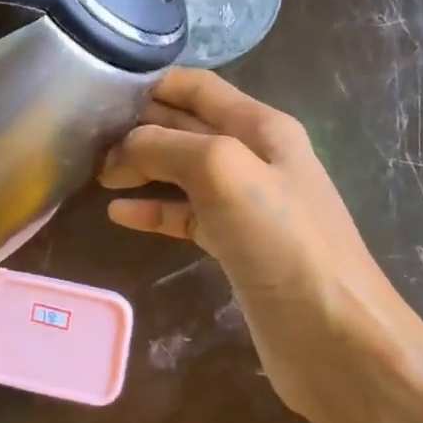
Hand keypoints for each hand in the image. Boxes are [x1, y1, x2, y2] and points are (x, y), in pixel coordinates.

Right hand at [100, 69, 422, 422]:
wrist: (336, 338)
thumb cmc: (282, 241)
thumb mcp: (222, 171)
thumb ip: (167, 145)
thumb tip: (124, 147)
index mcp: (260, 126)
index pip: (197, 87)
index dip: (151, 84)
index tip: (100, 93)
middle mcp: (253, 156)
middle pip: (184, 126)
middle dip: (138, 127)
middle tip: (86, 139)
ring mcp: (244, 203)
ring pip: (181, 171)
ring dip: (140, 167)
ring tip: (96, 173)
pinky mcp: (234, 244)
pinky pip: (185, 215)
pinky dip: (152, 210)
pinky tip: (118, 214)